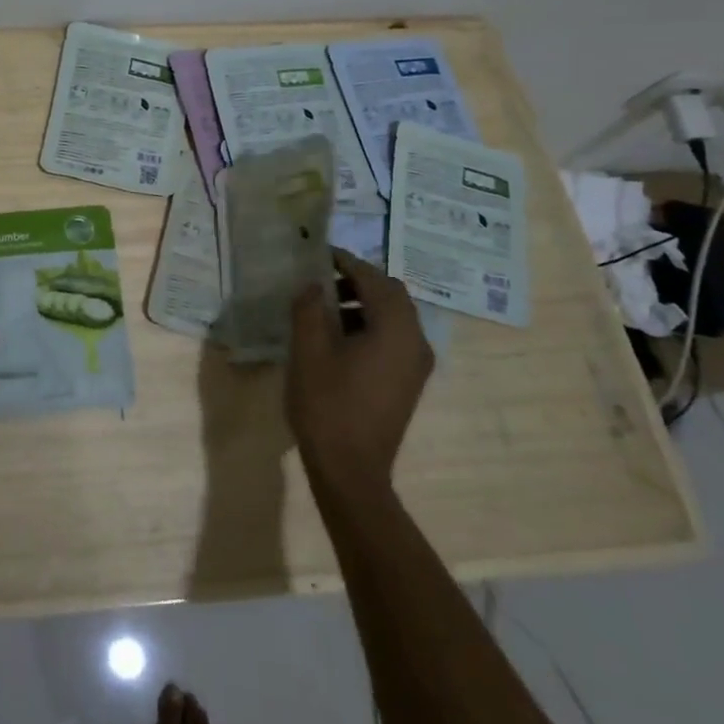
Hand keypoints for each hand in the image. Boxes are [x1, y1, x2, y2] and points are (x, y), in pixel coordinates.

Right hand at [286, 249, 432, 490]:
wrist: (351, 470)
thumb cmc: (327, 405)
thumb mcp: (308, 350)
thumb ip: (309, 308)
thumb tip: (312, 285)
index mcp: (395, 329)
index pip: (373, 279)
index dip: (345, 262)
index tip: (318, 253)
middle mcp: (415, 341)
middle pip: (391, 294)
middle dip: (357, 280)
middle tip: (321, 278)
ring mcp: (416, 364)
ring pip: (394, 316)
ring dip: (362, 303)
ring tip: (322, 307)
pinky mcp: (408, 381)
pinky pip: (393, 337)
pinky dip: (369, 325)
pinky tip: (338, 337)